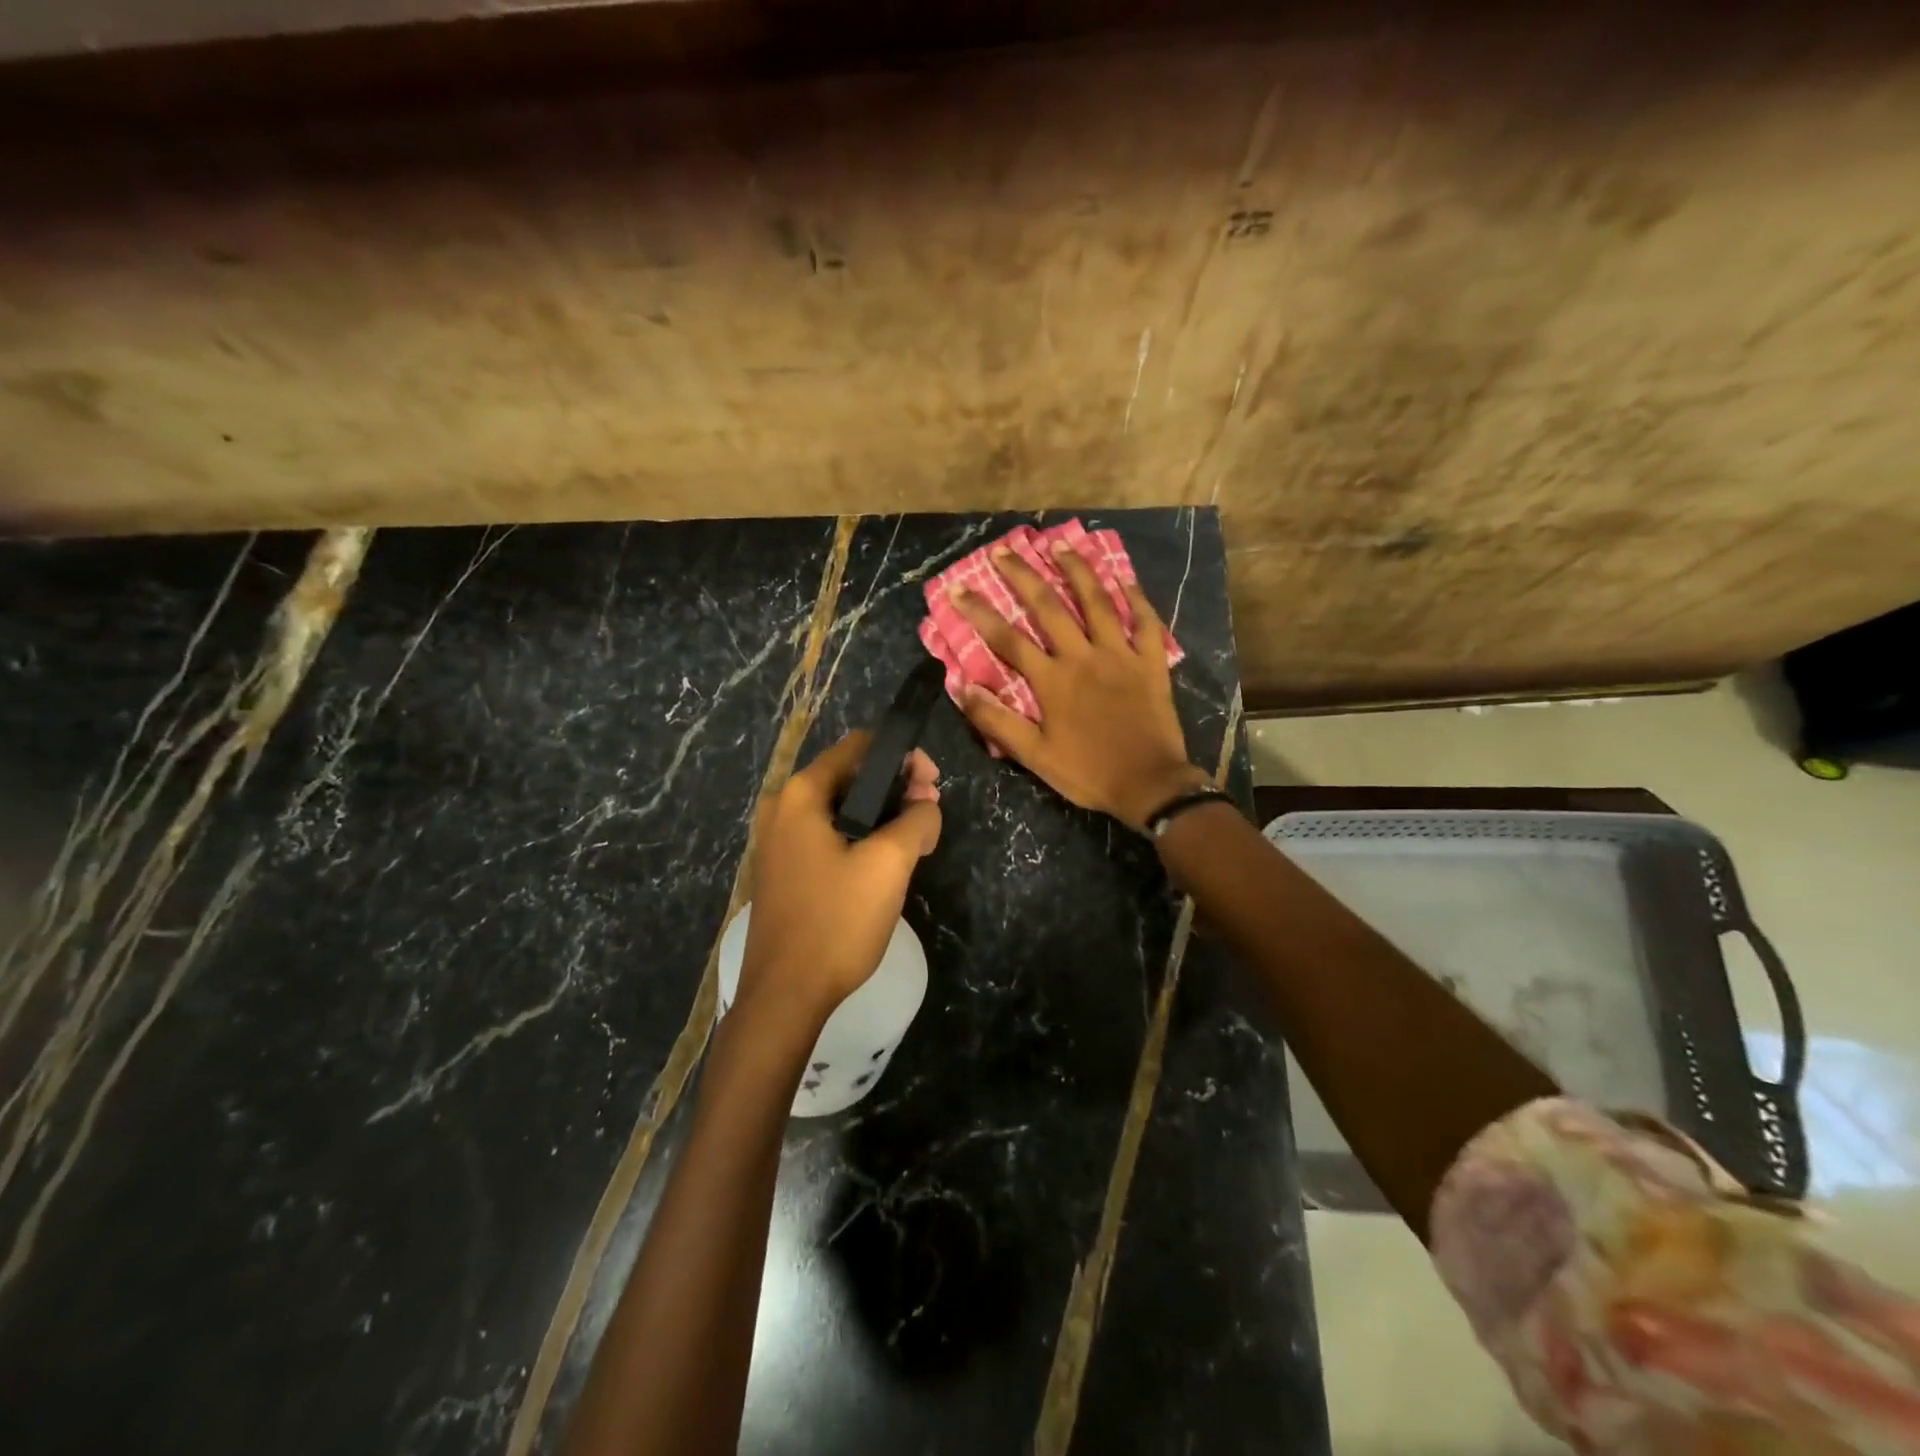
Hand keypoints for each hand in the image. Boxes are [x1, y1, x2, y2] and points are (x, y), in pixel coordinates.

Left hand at [738, 733, 942, 1020]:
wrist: (785, 996)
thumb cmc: (836, 921)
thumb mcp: (889, 864)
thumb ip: (917, 819)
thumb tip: (925, 805)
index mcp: (800, 794)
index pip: (858, 747)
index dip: (903, 756)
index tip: (933, 784)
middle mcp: (782, 808)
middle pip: (850, 776)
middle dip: (896, 788)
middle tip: (930, 814)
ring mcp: (778, 841)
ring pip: (842, 809)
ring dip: (882, 815)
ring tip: (917, 840)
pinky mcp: (784, 870)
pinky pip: (828, 836)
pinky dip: (861, 837)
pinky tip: (886, 863)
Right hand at [950, 541, 1207, 830]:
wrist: (1150, 785)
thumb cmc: (1088, 772)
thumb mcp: (1035, 756)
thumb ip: (998, 722)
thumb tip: (962, 688)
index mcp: (1052, 680)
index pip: (1007, 639)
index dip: (979, 612)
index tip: (958, 587)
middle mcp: (1083, 656)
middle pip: (1048, 607)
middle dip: (1023, 576)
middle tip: (1004, 550)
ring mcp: (1120, 655)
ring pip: (1097, 602)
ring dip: (1077, 570)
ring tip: (1060, 544)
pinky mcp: (1151, 662)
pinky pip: (1145, 622)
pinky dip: (1136, 598)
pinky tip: (1124, 577)